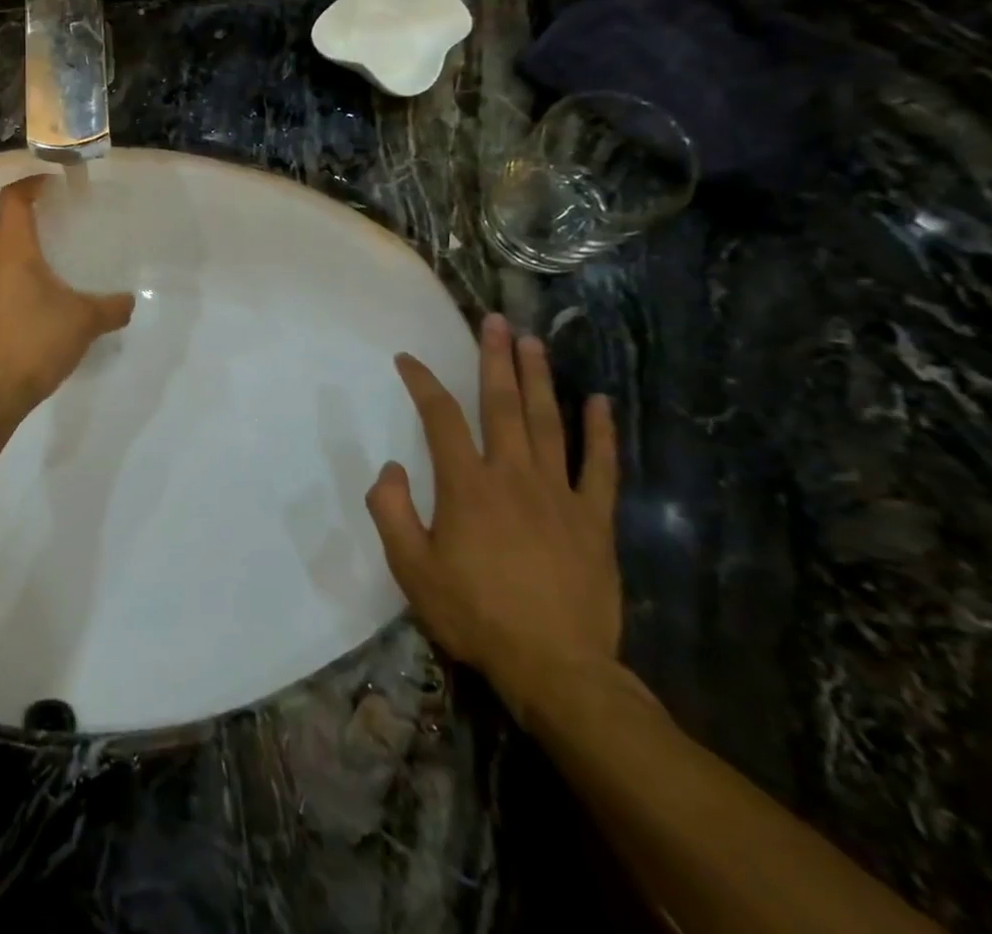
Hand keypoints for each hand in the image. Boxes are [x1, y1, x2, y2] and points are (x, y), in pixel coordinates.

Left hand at [0, 176, 133, 414]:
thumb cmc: (35, 342)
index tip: (53, 184)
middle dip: (30, 214)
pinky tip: (36, 297)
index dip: (31, 184)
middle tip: (61, 218)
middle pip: (3, 222)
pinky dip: (14, 274)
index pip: (13, 199)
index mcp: (10, 250)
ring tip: (52, 257)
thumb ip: (111, 308)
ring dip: (21, 247)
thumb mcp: (84, 322)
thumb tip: (128, 302)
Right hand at [366, 313, 622, 730]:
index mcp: (467, 486)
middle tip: (494, 321)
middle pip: (502, 405)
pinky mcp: (594, 520)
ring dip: (538, 379)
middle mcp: (513, 476)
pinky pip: (600, 467)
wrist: (557, 670)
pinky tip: (599, 401)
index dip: (422, 382)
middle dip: (495, 359)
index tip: (407, 358)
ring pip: (548, 423)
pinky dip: (601, 432)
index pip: (440, 417)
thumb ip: (392, 512)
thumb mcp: (412, 569)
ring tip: (532, 342)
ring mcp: (559, 495)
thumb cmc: (476, 615)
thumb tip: (391, 468)